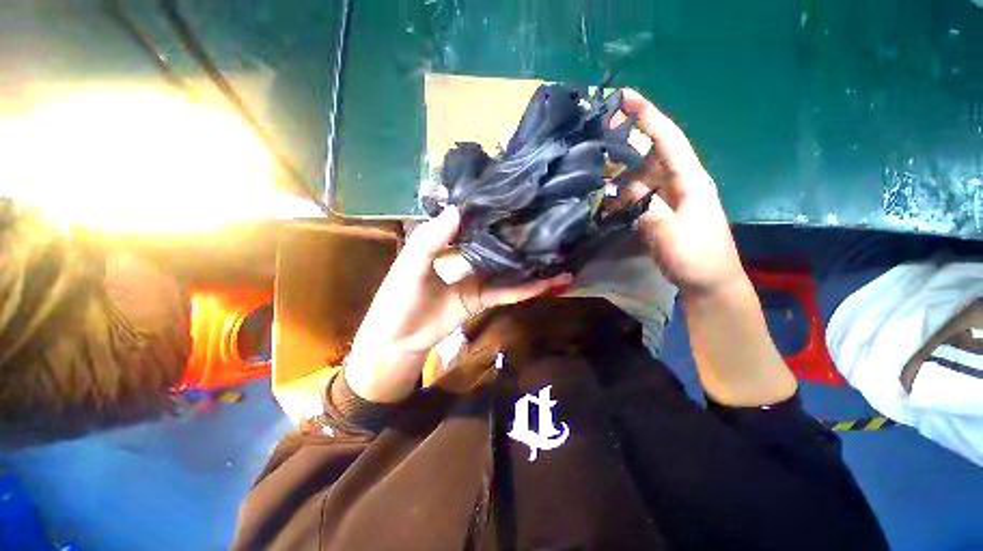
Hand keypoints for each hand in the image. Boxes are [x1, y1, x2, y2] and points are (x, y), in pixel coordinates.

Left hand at [345, 206, 571, 402]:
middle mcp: (465, 256)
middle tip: (546, 216)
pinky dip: (529, 288)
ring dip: (530, 260)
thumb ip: (431, 239)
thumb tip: (459, 209)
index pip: (471, 220)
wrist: (398, 340)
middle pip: (495, 241)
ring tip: (559, 248)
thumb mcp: (411, 264)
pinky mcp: (483, 299)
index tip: (515, 195)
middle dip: (516, 231)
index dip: (490, 208)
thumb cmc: (398, 298)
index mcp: (445, 242)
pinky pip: (508, 292)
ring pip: (507, 266)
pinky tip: (551, 281)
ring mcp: (477, 278)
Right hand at [617, 89, 745, 297]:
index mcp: (690, 179)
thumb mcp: (670, 231)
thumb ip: (647, 205)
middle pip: (652, 153)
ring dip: (621, 173)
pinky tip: (608, 199)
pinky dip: (623, 194)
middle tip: (599, 139)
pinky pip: (639, 195)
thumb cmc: (696, 256)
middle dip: (628, 142)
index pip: (667, 139)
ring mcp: (670, 198)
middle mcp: (680, 182)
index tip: (625, 97)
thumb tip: (624, 185)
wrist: (709, 282)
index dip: (647, 116)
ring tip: (597, 171)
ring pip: (642, 176)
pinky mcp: (661, 212)